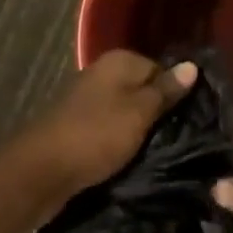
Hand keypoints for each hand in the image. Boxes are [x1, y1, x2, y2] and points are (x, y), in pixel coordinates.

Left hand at [12, 52, 195, 211]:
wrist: (40, 172)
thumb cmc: (95, 135)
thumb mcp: (138, 113)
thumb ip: (165, 91)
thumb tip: (192, 65)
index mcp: (119, 61)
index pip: (161, 69)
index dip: (176, 93)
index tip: (191, 120)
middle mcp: (103, 73)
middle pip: (142, 90)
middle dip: (158, 114)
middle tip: (180, 139)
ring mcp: (88, 100)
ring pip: (126, 112)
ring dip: (140, 132)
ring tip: (161, 154)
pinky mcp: (79, 127)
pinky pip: (110, 130)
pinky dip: (120, 143)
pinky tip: (132, 161)